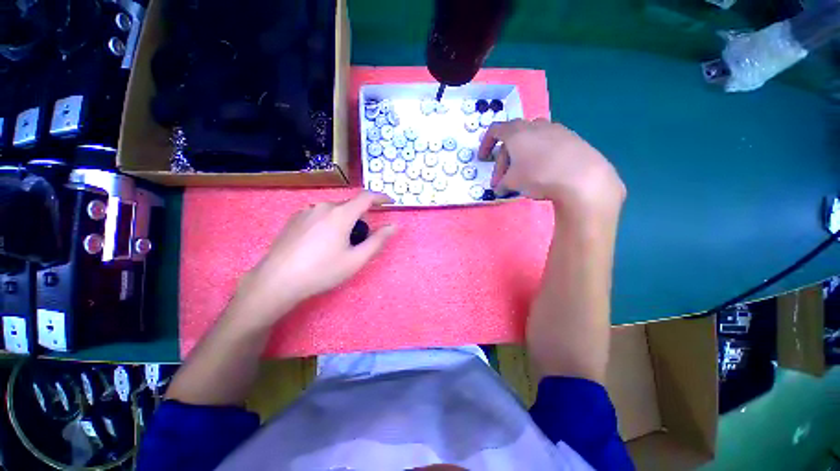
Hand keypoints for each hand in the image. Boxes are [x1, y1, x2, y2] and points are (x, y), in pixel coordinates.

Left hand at [227, 191, 396, 329]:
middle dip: (360, 218)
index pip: (366, 197)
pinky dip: (328, 223)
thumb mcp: (356, 259)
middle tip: (359, 241)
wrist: (277, 281)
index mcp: (341, 214)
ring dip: (344, 222)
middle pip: (350, 206)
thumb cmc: (322, 271)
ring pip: (334, 211)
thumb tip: (393, 226)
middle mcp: (323, 206)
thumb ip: (378, 241)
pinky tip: (320, 244)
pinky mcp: (294, 218)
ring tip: (338, 245)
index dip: (381, 197)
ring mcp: (306, 211)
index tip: (390, 202)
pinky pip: (320, 215)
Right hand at [478, 119, 625, 214]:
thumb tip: (500, 188)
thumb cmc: (538, 175)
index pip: (495, 130)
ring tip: (523, 174)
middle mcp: (535, 125)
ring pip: (531, 140)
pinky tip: (544, 172)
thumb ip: (502, 184)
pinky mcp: (572, 138)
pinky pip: (548, 144)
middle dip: (503, 160)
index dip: (486, 144)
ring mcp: (556, 130)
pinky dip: (539, 156)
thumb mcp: (512, 182)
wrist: (582, 177)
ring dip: (521, 156)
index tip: (484, 159)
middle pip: (512, 139)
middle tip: (502, 181)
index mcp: (517, 132)